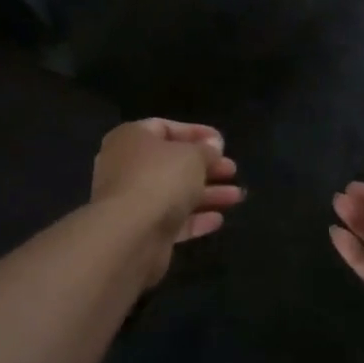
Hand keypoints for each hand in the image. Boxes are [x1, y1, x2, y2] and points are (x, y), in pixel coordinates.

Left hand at [93, 119, 242, 285]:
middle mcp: (126, 166)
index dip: (196, 133)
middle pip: (172, 163)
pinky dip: (194, 218)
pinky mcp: (140, 230)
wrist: (130, 234)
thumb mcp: (192, 156)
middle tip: (232, 170)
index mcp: (131, 139)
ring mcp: (132, 200)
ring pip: (174, 193)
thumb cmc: (160, 179)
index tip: (222, 143)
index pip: (165, 128)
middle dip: (206, 167)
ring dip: (207, 194)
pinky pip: (171, 219)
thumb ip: (206, 150)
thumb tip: (214, 145)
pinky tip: (218, 220)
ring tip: (237, 196)